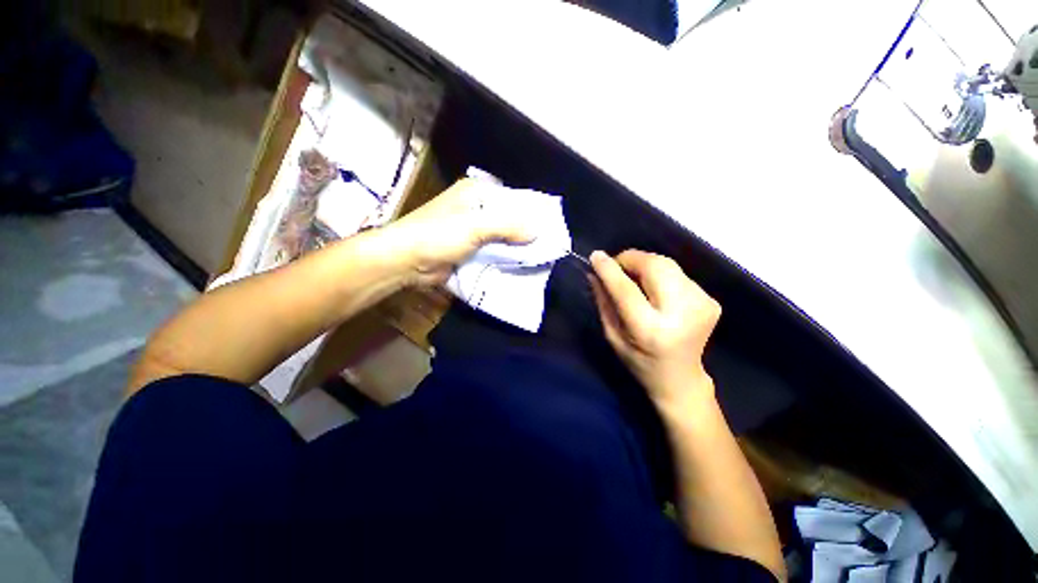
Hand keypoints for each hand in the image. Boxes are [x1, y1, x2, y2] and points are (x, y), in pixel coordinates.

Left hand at [383, 179, 534, 285]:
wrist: (406, 261)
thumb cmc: (438, 235)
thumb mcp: (475, 227)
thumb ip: (507, 227)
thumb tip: (537, 232)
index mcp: (476, 192)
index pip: (512, 197)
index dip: (531, 211)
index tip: (550, 225)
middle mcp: (475, 208)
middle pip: (508, 218)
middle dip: (524, 232)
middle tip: (547, 244)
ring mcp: (472, 230)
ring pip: (501, 236)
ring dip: (515, 247)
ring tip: (539, 257)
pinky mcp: (469, 249)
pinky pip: (492, 251)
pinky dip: (504, 257)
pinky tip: (519, 265)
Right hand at [589, 250, 720, 409]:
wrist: (681, 378)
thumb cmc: (639, 361)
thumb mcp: (613, 336)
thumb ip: (604, 302)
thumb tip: (595, 272)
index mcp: (651, 331)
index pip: (627, 290)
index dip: (610, 270)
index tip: (596, 256)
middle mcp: (681, 314)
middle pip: (655, 266)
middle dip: (631, 259)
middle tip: (617, 267)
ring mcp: (702, 305)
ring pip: (667, 264)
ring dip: (645, 265)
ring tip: (634, 279)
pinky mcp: (711, 300)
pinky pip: (677, 273)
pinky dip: (660, 275)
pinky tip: (656, 291)